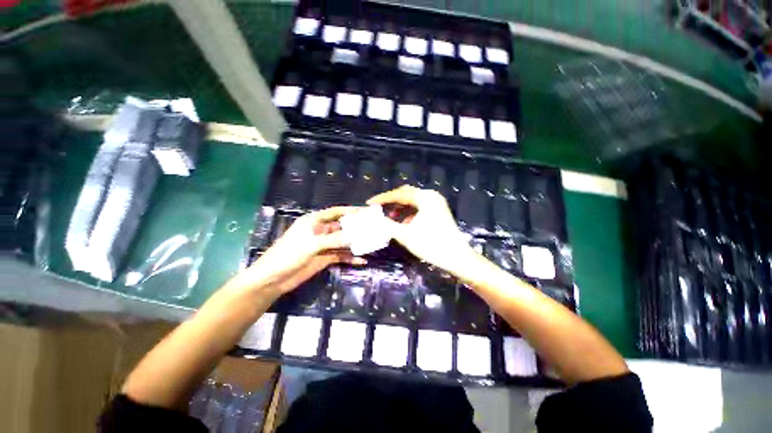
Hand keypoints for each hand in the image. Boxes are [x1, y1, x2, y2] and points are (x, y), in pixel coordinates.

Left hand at [236, 207, 365, 295]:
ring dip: (355, 243)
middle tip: (373, 228)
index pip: (336, 212)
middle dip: (356, 228)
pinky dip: (350, 258)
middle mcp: (321, 231)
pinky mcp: (325, 258)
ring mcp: (323, 245)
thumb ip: (334, 239)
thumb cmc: (289, 255)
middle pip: (342, 227)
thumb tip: (355, 235)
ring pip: (343, 242)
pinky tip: (361, 261)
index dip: (350, 211)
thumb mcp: (312, 245)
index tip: (365, 211)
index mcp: (314, 221)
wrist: (273, 279)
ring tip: (371, 244)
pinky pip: (341, 256)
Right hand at [368, 185, 476, 271]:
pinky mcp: (439, 211)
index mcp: (425, 197)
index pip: (399, 193)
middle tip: (378, 208)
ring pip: (413, 201)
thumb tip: (372, 218)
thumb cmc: (430, 245)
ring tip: (390, 218)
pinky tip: (404, 223)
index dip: (382, 198)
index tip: (369, 203)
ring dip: (400, 208)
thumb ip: (386, 224)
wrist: (456, 258)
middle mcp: (431, 196)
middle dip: (391, 201)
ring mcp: (437, 203)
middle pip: (406, 194)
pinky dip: (409, 213)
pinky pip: (420, 208)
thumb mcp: (405, 235)